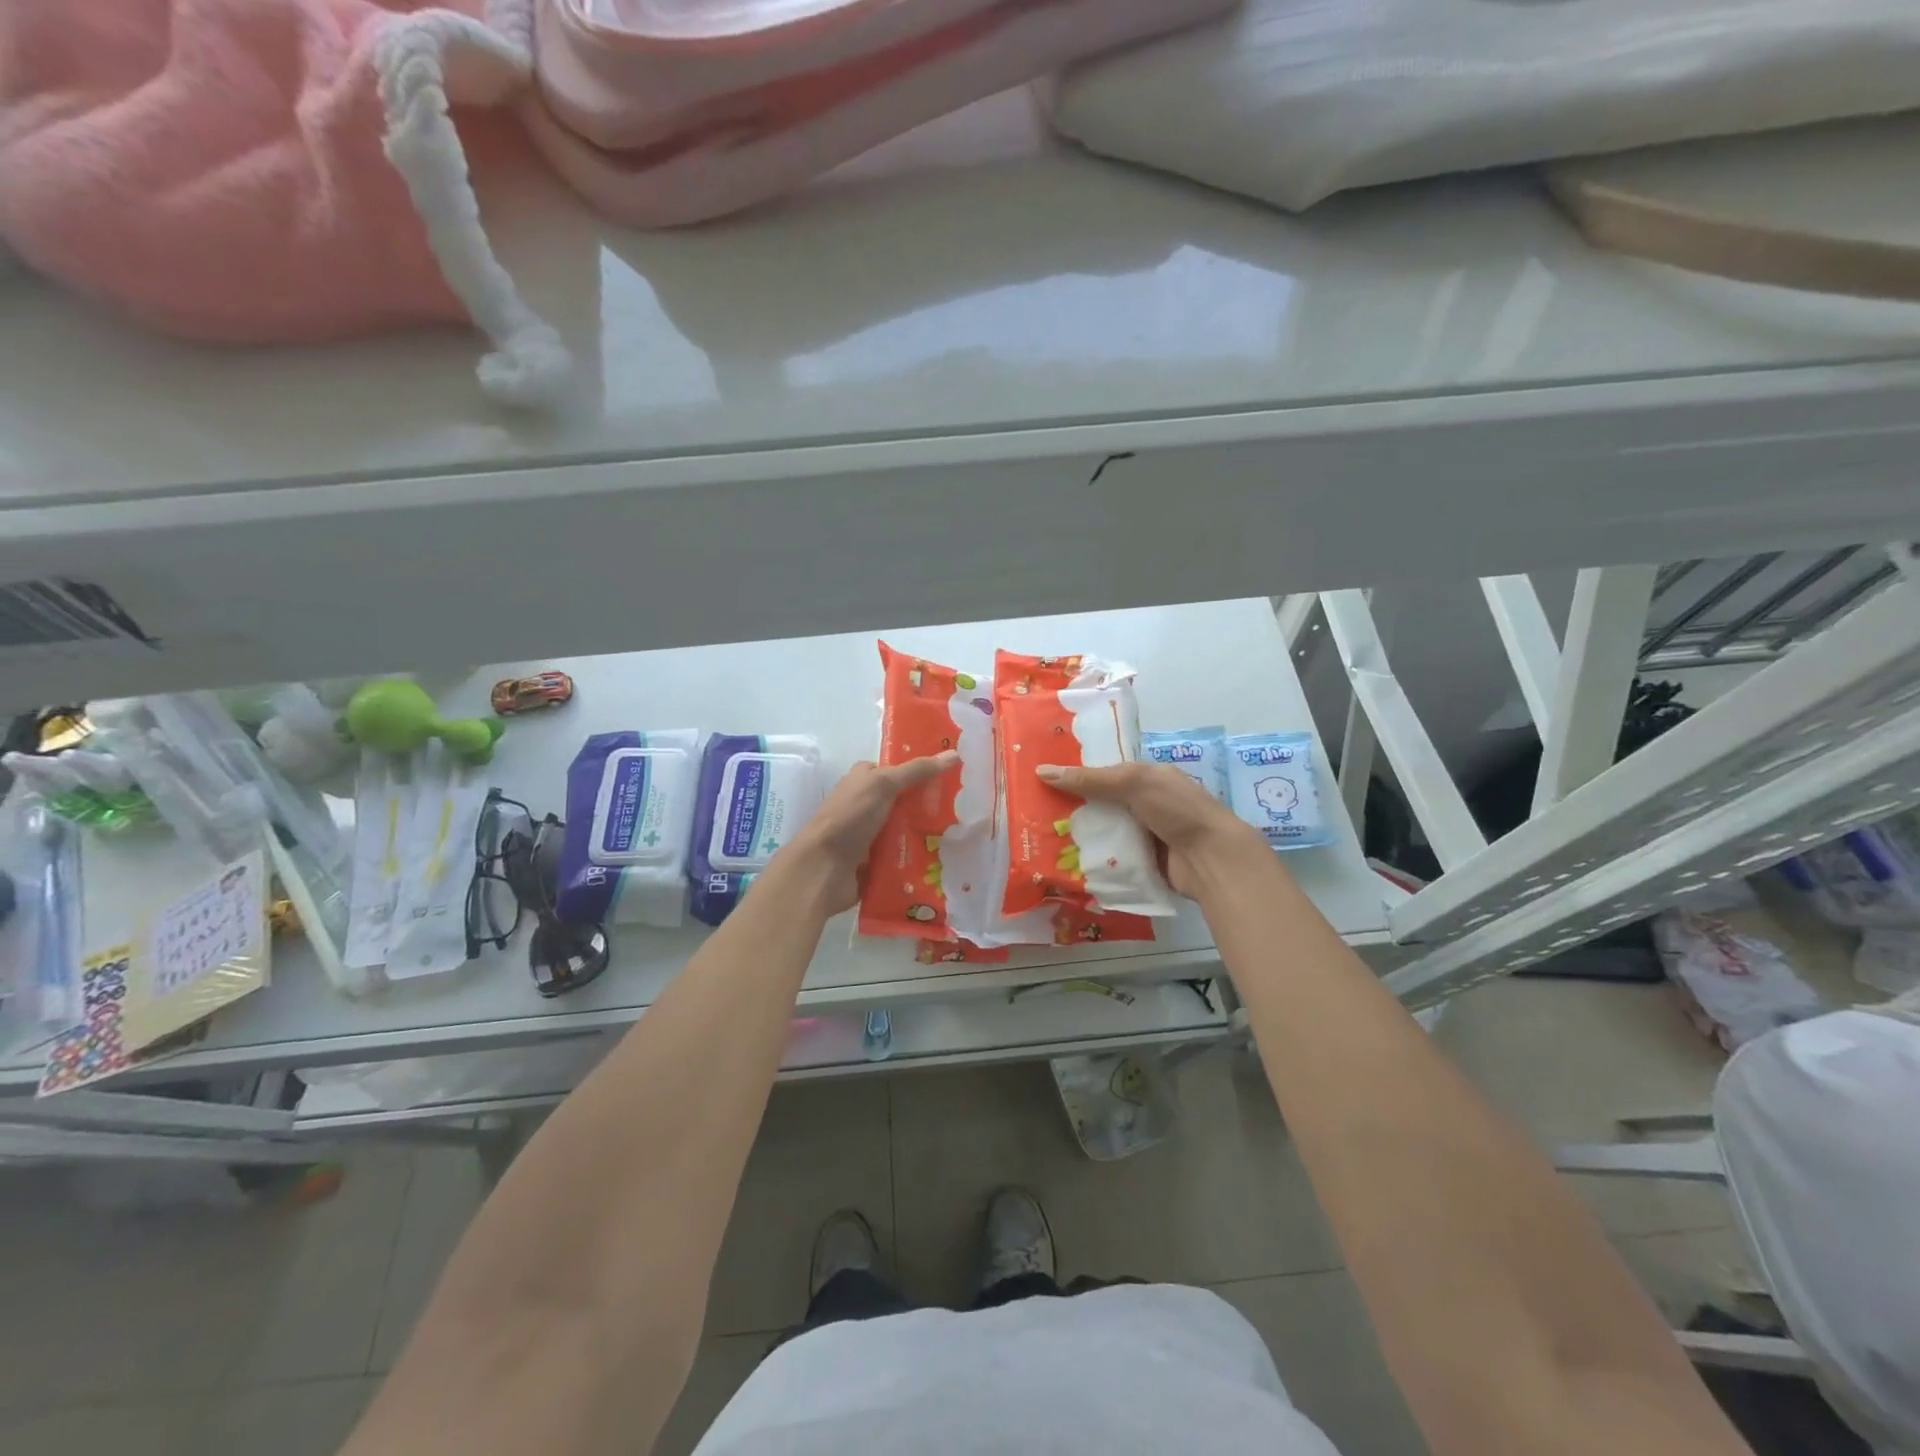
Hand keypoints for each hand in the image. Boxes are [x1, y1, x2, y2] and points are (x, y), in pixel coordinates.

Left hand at [779, 751, 961, 914]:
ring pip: (906, 829)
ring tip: (961, 833)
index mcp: (862, 781)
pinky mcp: (875, 861)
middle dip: (930, 804)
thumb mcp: (883, 785)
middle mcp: (865, 805)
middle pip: (905, 801)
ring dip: (927, 833)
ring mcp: (869, 834)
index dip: (921, 770)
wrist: (823, 869)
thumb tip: (954, 754)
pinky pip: (903, 855)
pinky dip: (918, 856)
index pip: (897, 771)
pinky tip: (944, 857)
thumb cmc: (850, 818)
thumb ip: (917, 771)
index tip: (953, 774)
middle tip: (964, 807)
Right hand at [1035, 761, 1267, 898]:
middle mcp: (1143, 804)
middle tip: (1032, 811)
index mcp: (1145, 777)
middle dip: (1071, 808)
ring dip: (1080, 836)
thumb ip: (1090, 779)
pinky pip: (1110, 858)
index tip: (1040, 778)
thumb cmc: (1176, 809)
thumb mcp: (1132, 783)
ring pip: (1103, 832)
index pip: (1103, 772)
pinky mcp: (1141, 862)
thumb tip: (1042, 771)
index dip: (1075, 774)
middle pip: (1099, 804)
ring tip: (1040, 839)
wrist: (1211, 858)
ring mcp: (1143, 835)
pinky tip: (1064, 862)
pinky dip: (1093, 859)